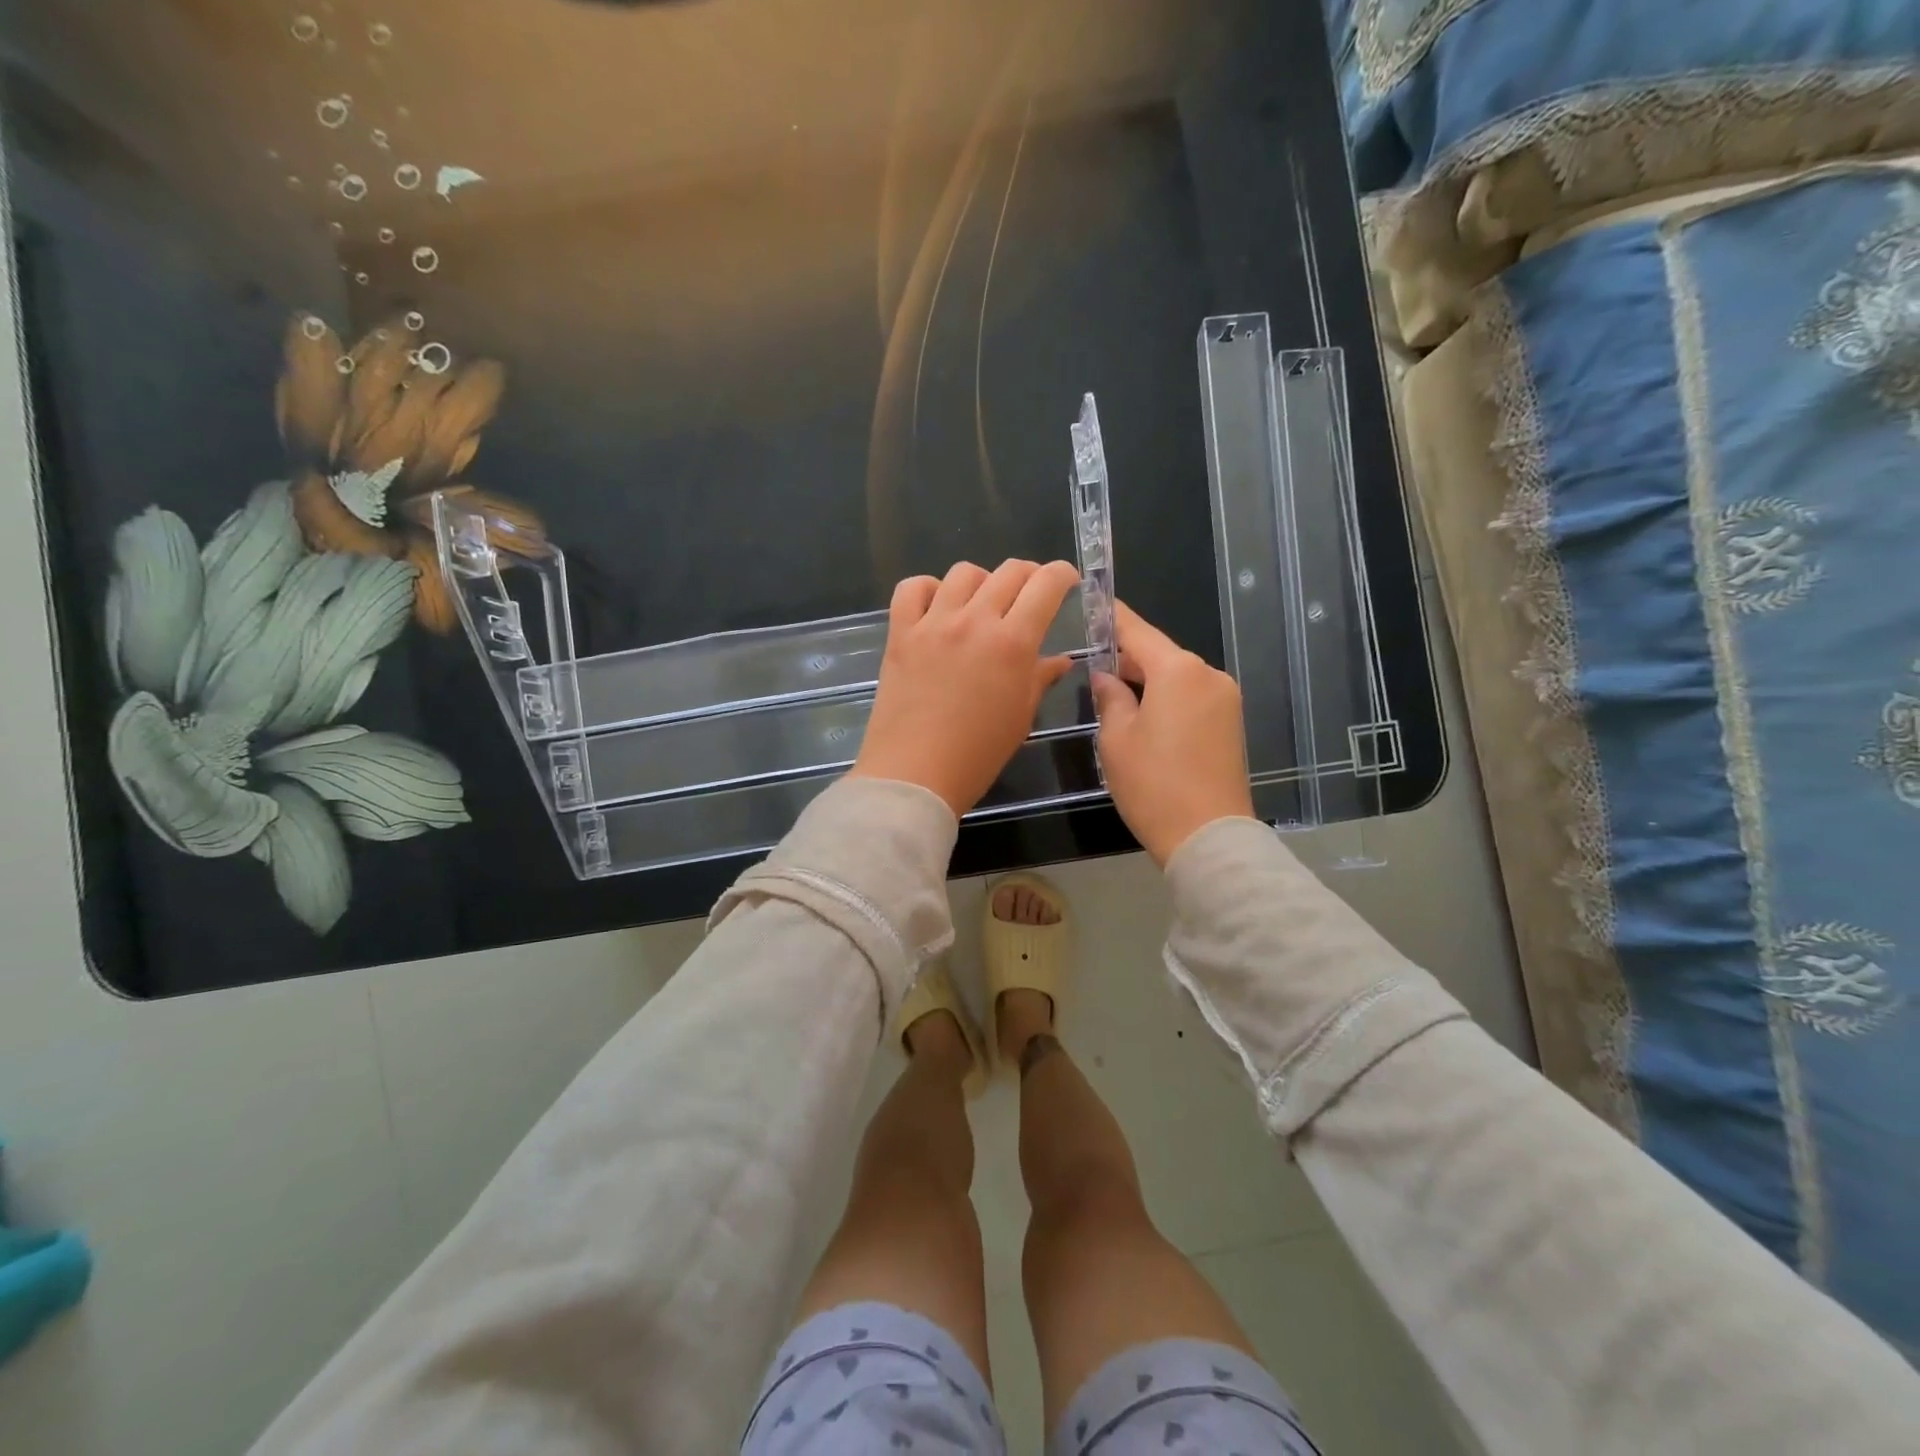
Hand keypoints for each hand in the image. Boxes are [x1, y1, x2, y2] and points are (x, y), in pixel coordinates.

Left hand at [850, 559, 1081, 815]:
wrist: (915, 775)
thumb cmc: (978, 755)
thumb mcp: (1020, 717)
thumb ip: (1040, 678)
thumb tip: (1060, 659)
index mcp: (1013, 642)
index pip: (1046, 585)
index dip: (1062, 574)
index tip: (1066, 580)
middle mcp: (974, 621)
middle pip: (1009, 571)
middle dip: (1028, 576)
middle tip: (1029, 595)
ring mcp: (933, 623)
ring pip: (963, 573)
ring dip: (982, 581)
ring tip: (982, 604)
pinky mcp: (900, 633)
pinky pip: (912, 588)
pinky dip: (928, 588)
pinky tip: (936, 607)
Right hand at [1089, 601, 1254, 864]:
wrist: (1208, 836)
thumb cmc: (1153, 785)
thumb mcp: (1116, 740)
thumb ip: (1109, 698)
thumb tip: (1105, 678)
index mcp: (1178, 671)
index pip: (1138, 632)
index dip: (1113, 617)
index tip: (1093, 601)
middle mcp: (1208, 675)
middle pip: (1160, 654)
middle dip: (1127, 659)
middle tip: (1092, 668)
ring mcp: (1225, 699)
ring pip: (1176, 677)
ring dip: (1146, 682)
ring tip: (1114, 699)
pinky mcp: (1231, 724)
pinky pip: (1191, 697)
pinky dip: (1166, 699)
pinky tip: (1143, 717)